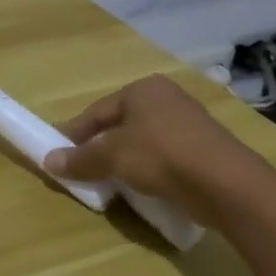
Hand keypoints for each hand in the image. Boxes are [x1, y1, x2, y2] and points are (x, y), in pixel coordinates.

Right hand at [43, 73, 260, 203]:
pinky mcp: (203, 149)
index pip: (96, 111)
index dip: (73, 133)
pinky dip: (147, 168)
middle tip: (80, 169)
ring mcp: (188, 123)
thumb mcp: (113, 156)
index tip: (57, 153)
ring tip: (107, 182)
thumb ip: (80, 158)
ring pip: (141, 141)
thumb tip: (48, 161)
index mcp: (142, 89)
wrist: (227, 184)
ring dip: (122, 160)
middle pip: (119, 124)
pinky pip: (163, 156)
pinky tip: (140, 186)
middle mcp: (165, 98)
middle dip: (98, 147)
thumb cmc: (162, 156)